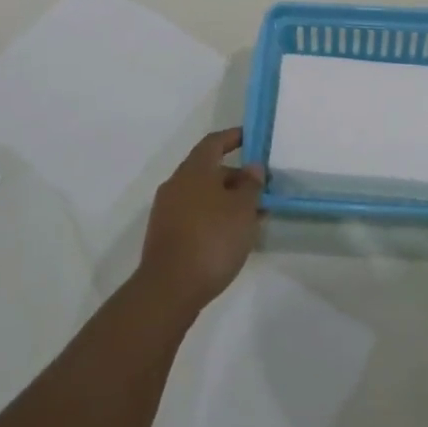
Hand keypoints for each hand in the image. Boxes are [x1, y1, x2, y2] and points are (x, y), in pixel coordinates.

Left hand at [137, 129, 263, 317]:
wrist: (169, 289)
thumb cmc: (211, 239)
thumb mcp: (242, 210)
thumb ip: (251, 185)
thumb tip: (252, 167)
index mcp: (194, 170)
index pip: (214, 142)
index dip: (233, 137)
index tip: (251, 138)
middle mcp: (177, 184)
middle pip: (209, 170)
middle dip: (236, 177)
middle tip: (261, 189)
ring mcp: (167, 210)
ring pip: (203, 195)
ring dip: (227, 201)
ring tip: (253, 217)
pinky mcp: (166, 235)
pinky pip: (195, 215)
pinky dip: (214, 217)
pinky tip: (232, 237)